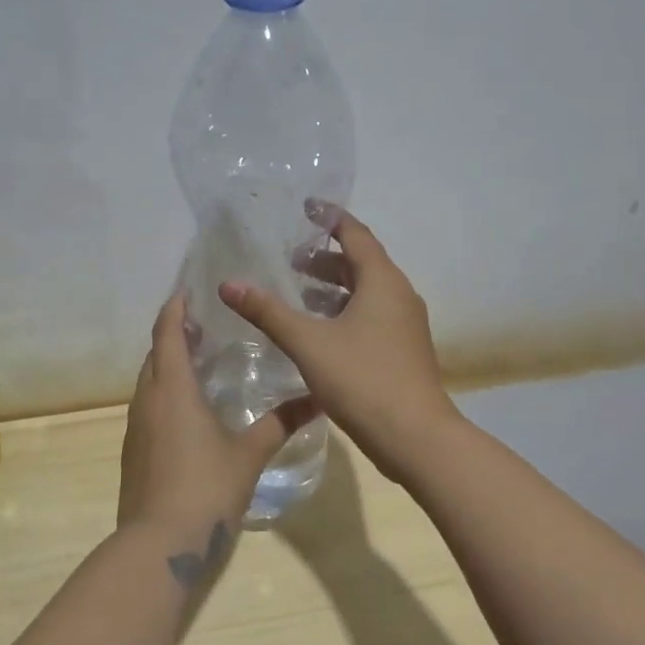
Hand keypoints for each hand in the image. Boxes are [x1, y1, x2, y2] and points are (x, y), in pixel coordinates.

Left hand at [118, 291, 317, 535]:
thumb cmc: (207, 488)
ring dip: (166, 365)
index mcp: (173, 390)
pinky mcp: (133, 451)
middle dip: (172, 335)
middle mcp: (147, 400)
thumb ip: (281, 423)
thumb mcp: (250, 454)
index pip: (167, 334)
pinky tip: (187, 410)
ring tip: (197, 361)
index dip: (174, 310)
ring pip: (148, 382)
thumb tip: (317, 400)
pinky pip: (147, 407)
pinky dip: (163, 394)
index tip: (186, 292)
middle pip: (154, 355)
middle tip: (202, 325)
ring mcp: (135, 427)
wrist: (160, 543)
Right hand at [220, 206, 459, 482]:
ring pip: (366, 293)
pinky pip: (371, 317)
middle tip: (290, 259)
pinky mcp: (403, 351)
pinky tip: (319, 333)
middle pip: (361, 264)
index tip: (305, 208)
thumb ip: (268, 312)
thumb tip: (229, 284)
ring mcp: (405, 325)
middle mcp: (399, 295)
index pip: (355, 234)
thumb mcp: (309, 343)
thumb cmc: (363, 380)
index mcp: (383, 282)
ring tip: (298, 293)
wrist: (415, 437)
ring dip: (334, 288)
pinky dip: (344, 312)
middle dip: (325, 259)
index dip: (329, 218)